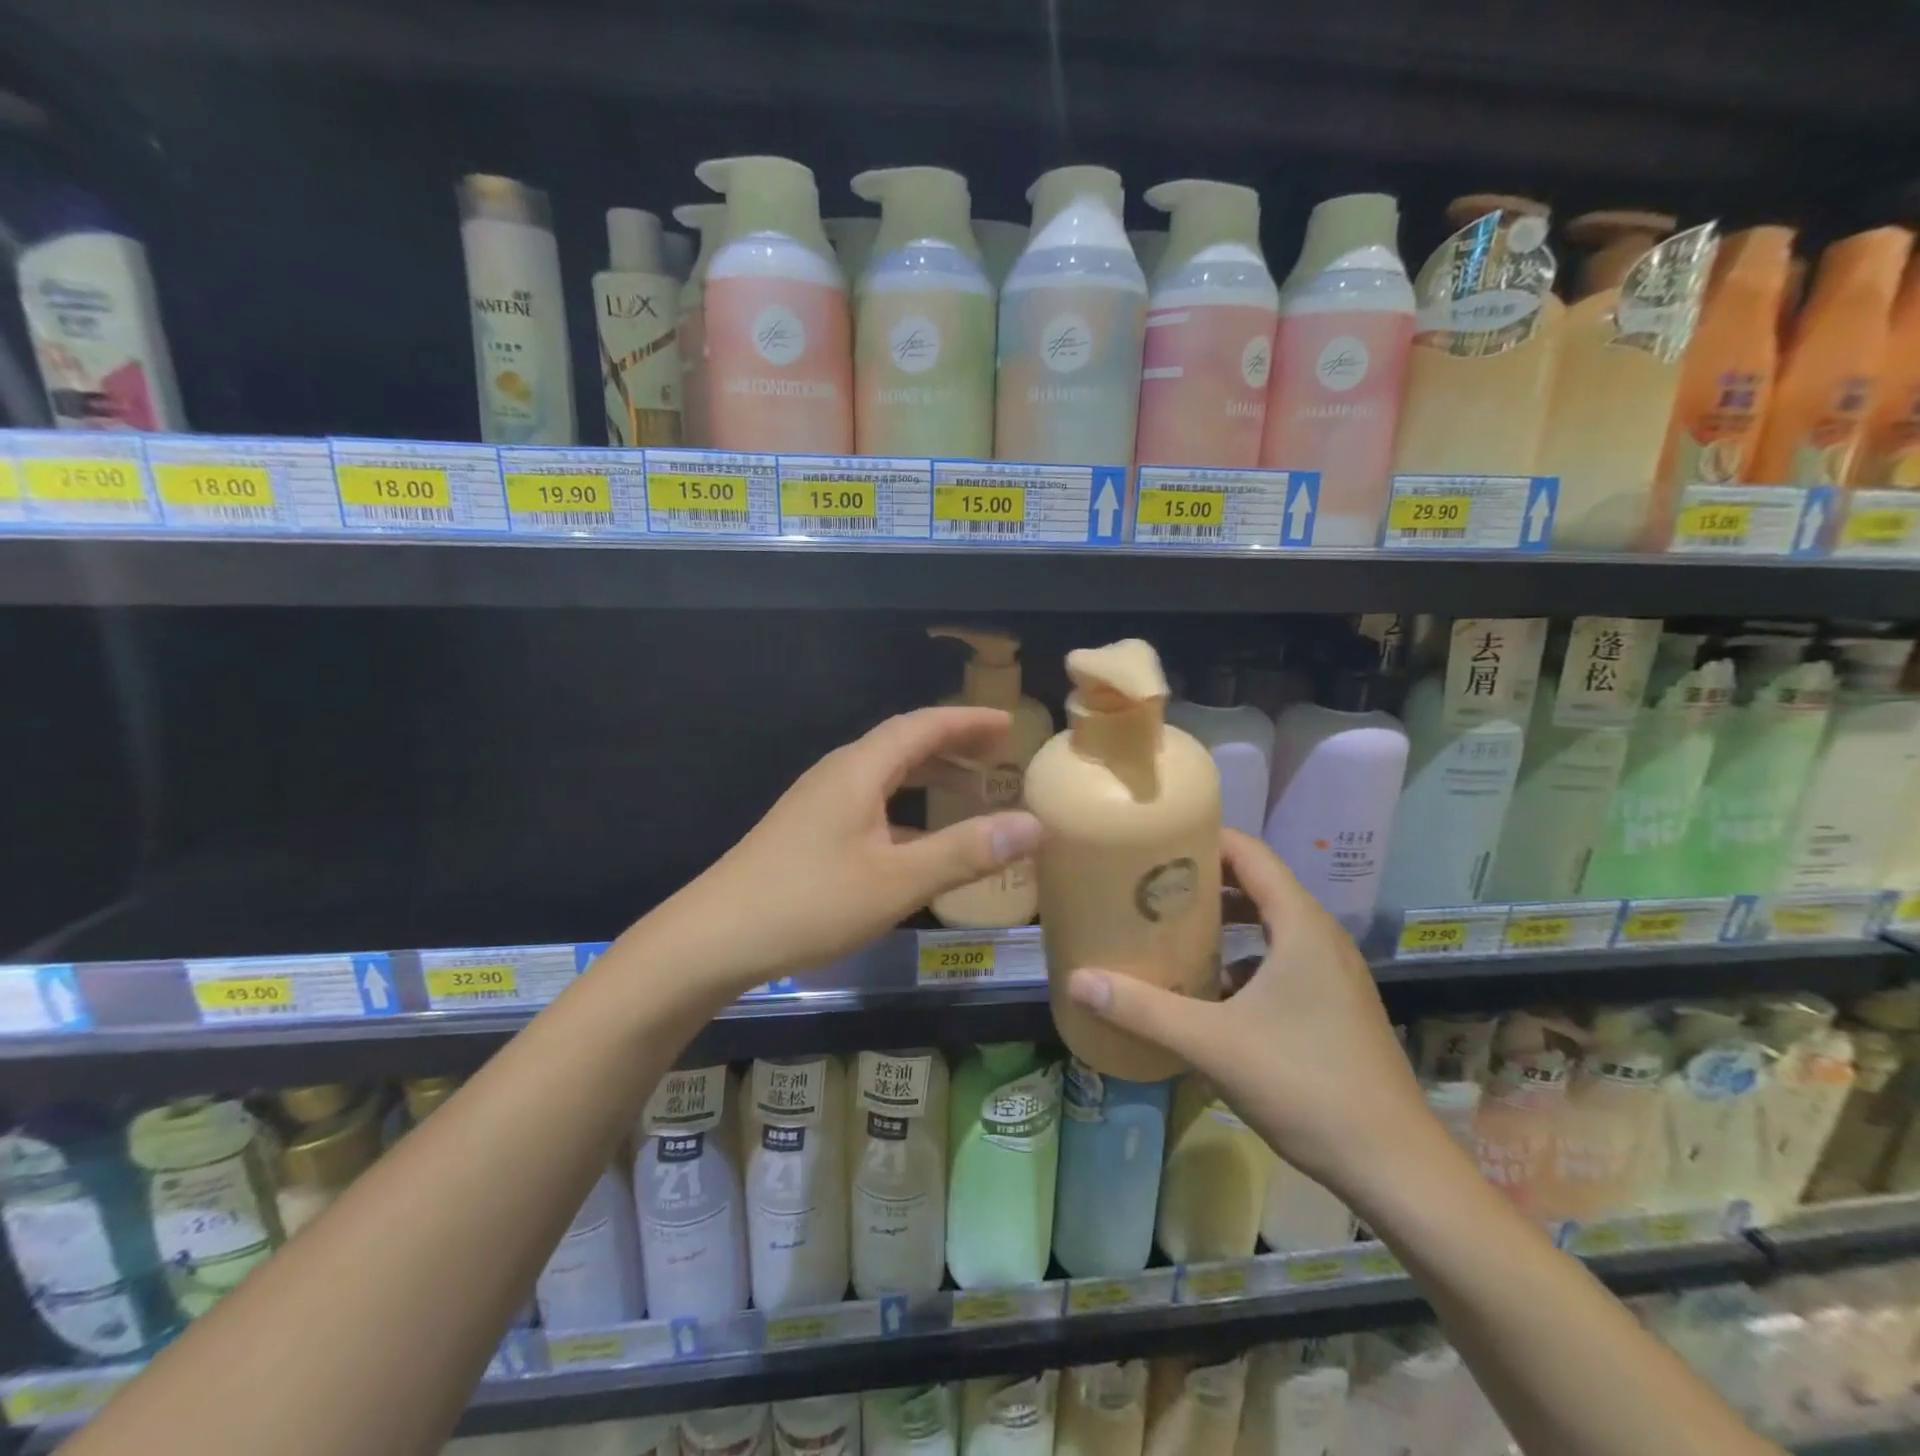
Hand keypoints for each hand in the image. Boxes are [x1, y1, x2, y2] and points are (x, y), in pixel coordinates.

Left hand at [672, 707, 1043, 989]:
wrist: (713, 939)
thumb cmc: (809, 902)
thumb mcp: (897, 881)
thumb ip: (966, 852)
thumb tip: (1034, 825)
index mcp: (859, 770)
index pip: (922, 726)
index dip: (967, 722)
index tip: (1008, 725)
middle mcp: (838, 775)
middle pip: (903, 744)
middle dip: (953, 745)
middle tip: (998, 756)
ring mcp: (818, 804)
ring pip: (885, 776)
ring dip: (929, 777)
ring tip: (970, 791)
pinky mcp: (808, 832)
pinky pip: (870, 803)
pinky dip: (905, 809)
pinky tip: (919, 841)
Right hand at [1064, 829, 1432, 1199]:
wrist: (1396, 1168)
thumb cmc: (1307, 1086)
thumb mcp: (1214, 1044)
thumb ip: (1143, 1010)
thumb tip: (1077, 982)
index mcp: (1301, 926)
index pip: (1250, 854)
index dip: (1204, 839)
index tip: (1155, 842)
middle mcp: (1320, 938)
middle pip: (1257, 885)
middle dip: (1204, 881)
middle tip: (1150, 885)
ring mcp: (1332, 974)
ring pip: (1270, 926)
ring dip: (1224, 922)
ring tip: (1171, 930)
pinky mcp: (1333, 1006)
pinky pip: (1280, 961)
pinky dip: (1243, 960)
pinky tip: (1209, 990)